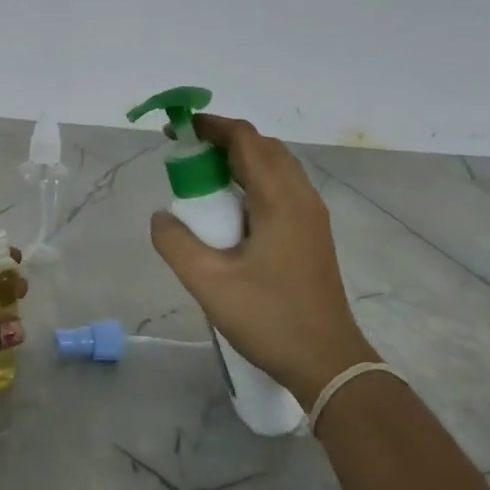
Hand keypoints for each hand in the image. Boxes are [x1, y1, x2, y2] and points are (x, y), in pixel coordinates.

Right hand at [149, 114, 370, 402]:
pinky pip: (281, 189)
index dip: (211, 126)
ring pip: (275, 168)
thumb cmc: (268, 318)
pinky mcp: (312, 234)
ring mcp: (312, 216)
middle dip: (223, 141)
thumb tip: (162, 215)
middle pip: (263, 147)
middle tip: (186, 155)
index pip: (246, 140)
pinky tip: (231, 211)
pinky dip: (252, 182)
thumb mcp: (208, 282)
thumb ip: (175, 241)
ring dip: (240, 161)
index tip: (178, 129)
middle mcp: (301, 197)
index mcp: (279, 199)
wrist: (327, 362)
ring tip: (203, 180)